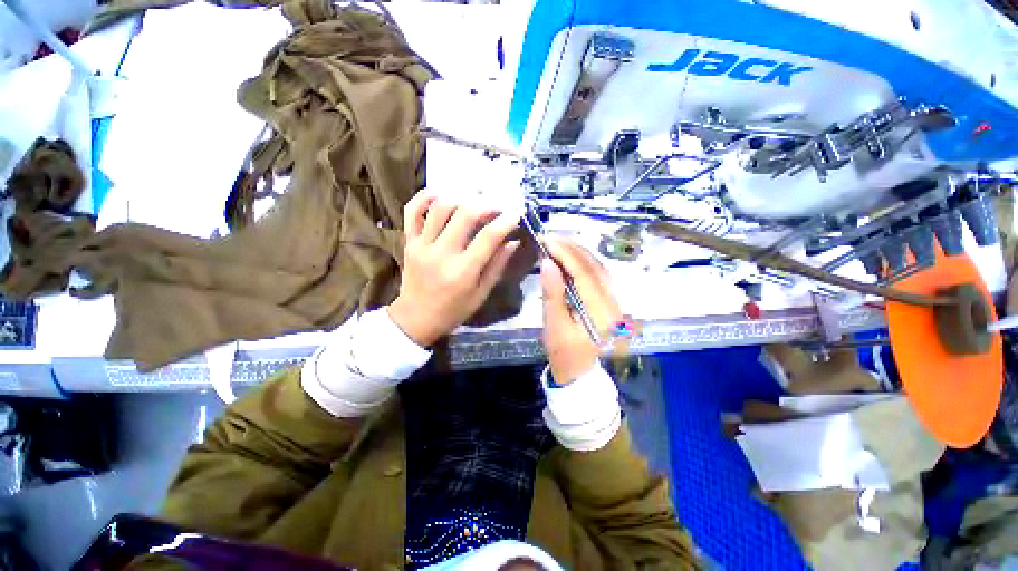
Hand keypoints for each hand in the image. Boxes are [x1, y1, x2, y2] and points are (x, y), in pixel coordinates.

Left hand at [388, 192, 521, 346]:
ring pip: (439, 207)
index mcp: (463, 271)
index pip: (488, 237)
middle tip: (496, 205)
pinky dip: (425, 197)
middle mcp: (442, 254)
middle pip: (464, 215)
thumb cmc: (453, 311)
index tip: (515, 214)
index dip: (505, 222)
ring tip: (474, 198)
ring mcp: (422, 245)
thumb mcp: (481, 294)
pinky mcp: (409, 242)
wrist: (415, 319)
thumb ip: (497, 266)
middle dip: (485, 204)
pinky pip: (412, 211)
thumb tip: (513, 241)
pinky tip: (440, 194)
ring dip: (460, 197)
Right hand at [541, 237, 620, 383]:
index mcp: (600, 312)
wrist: (579, 372)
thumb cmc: (563, 352)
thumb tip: (548, 262)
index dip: (566, 253)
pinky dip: (584, 263)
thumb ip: (553, 293)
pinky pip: (599, 275)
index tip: (547, 240)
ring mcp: (615, 301)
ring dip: (579, 253)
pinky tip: (571, 257)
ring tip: (559, 243)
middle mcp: (613, 302)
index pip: (584, 273)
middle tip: (551, 237)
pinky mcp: (610, 301)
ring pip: (599, 268)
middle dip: (572, 249)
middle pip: (595, 266)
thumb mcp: (554, 325)